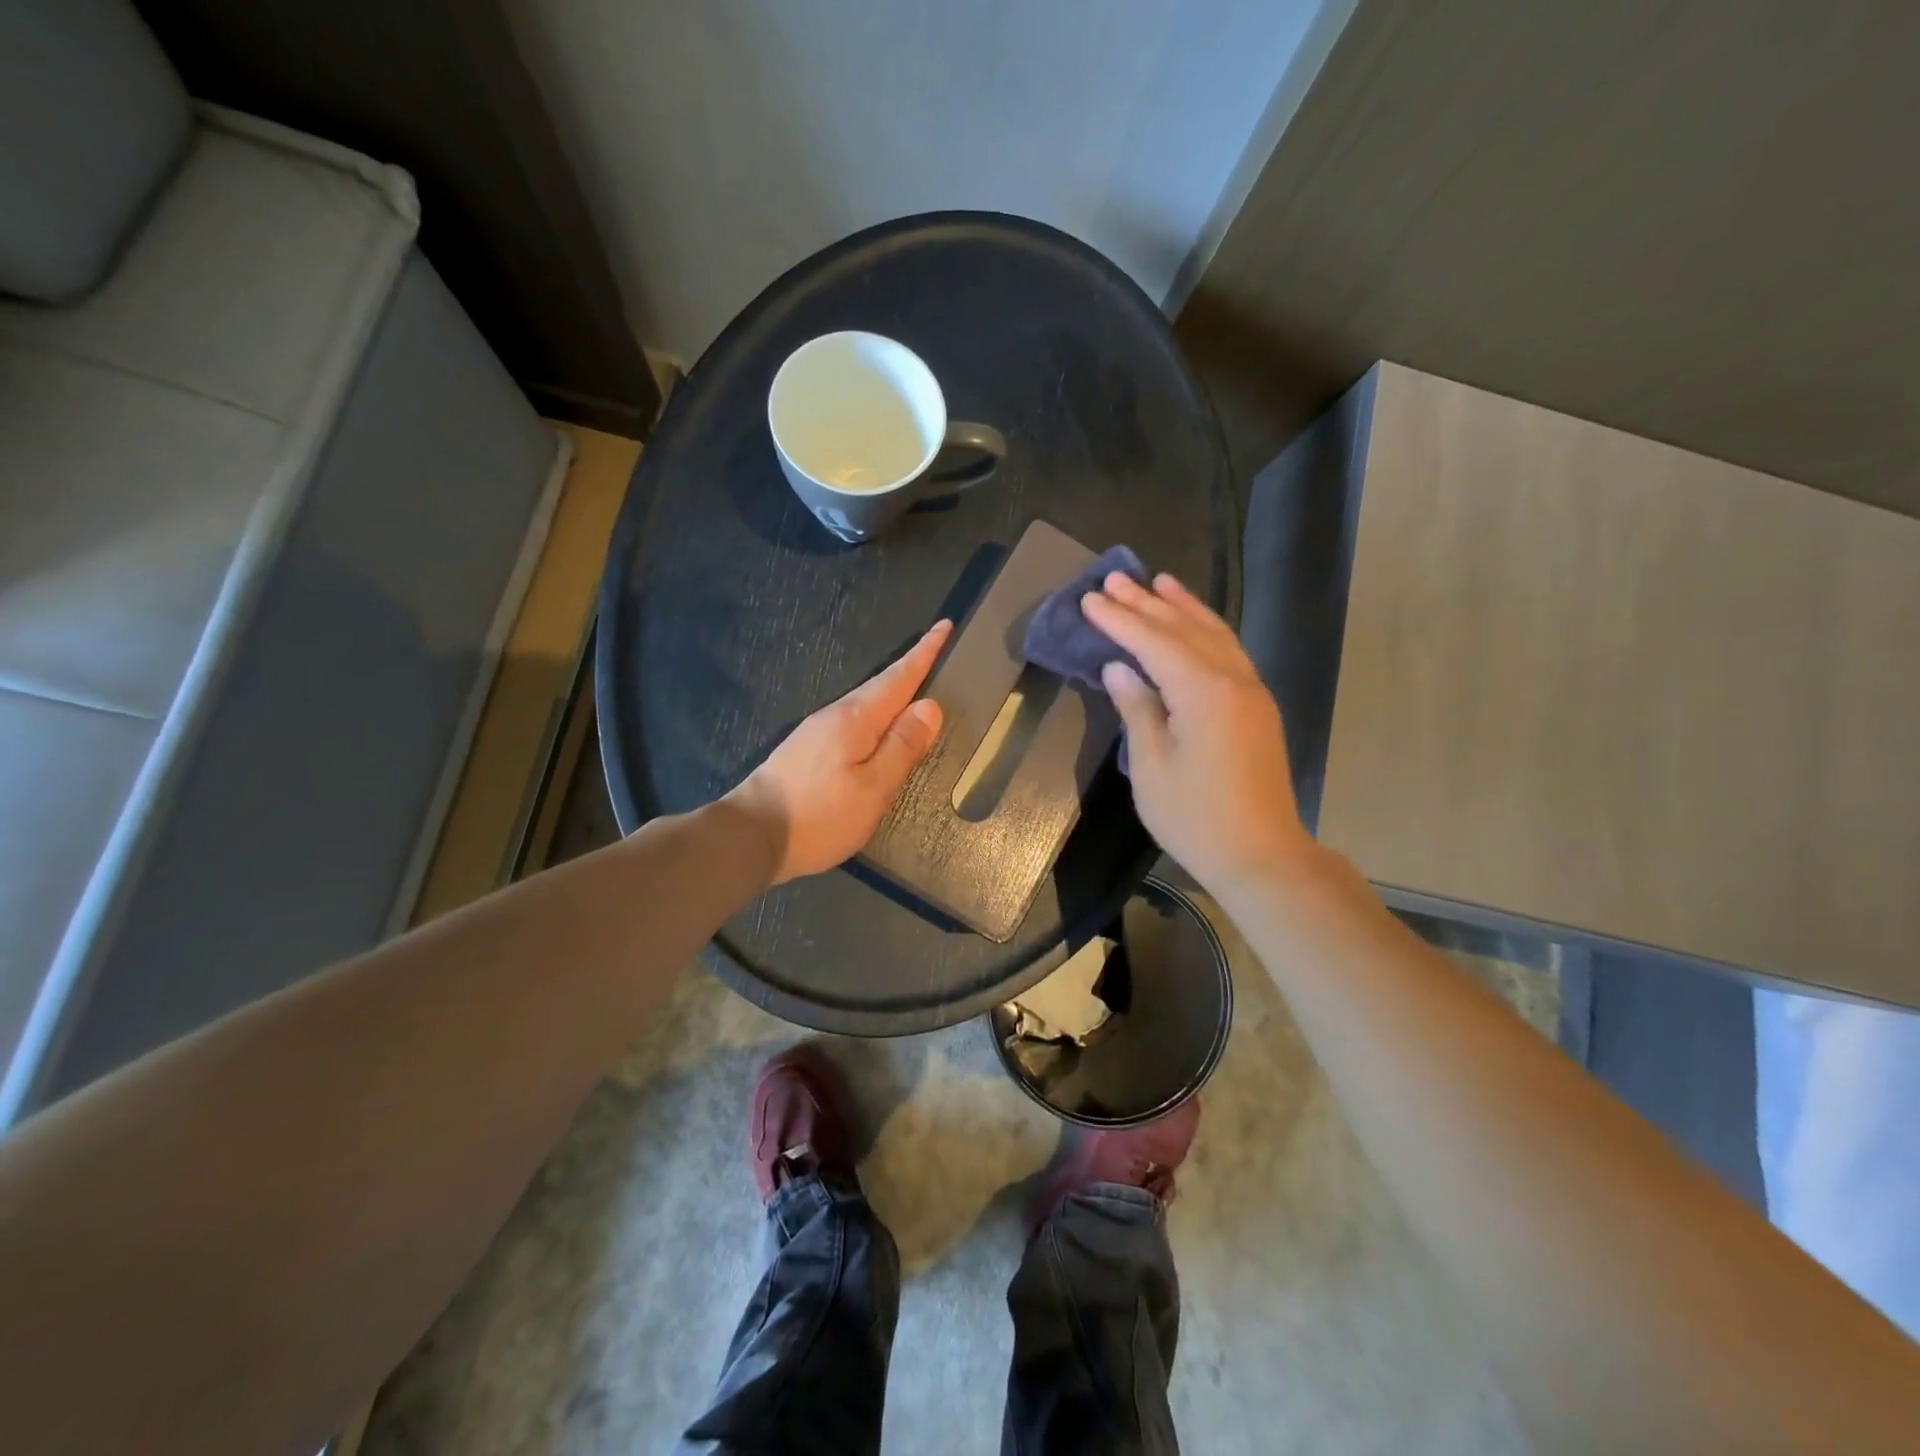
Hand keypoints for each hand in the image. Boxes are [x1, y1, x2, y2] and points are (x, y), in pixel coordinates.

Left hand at [727, 621, 950, 883]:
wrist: (751, 835)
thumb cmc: (820, 814)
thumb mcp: (873, 786)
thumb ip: (903, 746)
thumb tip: (930, 706)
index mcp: (856, 718)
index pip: (899, 677)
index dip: (924, 653)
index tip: (944, 625)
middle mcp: (835, 715)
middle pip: (881, 686)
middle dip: (911, 667)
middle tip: (938, 650)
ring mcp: (817, 732)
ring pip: (866, 704)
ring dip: (893, 691)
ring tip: (917, 687)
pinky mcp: (807, 750)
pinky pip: (853, 721)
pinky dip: (876, 715)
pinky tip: (880, 728)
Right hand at [1082, 573, 1315, 893]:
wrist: (1261, 855)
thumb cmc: (1195, 817)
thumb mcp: (1151, 765)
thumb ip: (1136, 708)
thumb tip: (1119, 667)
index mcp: (1203, 692)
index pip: (1153, 642)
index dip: (1119, 619)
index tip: (1089, 599)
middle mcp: (1233, 679)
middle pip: (1184, 629)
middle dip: (1147, 603)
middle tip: (1114, 578)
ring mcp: (1251, 691)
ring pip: (1214, 634)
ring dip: (1184, 607)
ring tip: (1160, 582)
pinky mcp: (1257, 707)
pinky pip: (1230, 651)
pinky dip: (1208, 629)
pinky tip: (1196, 624)